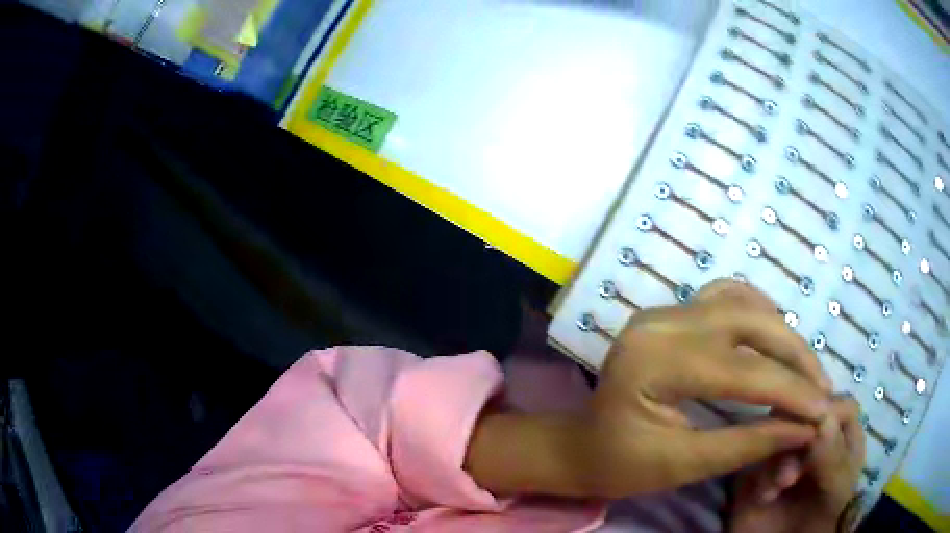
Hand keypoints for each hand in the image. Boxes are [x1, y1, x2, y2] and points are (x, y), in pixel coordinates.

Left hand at [465, 280, 831, 498]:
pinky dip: (759, 314)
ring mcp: (665, 310)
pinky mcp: (672, 313)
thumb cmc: (621, 464)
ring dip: (782, 334)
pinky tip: (776, 338)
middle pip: (750, 323)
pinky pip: (727, 297)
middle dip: (795, 356)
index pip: (743, 371)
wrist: (581, 445)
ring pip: (744, 303)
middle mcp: (661, 322)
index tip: (825, 411)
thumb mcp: (683, 465)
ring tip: (806, 371)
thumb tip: (806, 429)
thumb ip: (747, 444)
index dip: (790, 392)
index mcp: (654, 362)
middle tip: (822, 389)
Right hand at [729, 397, 864, 532]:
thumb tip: (824, 417)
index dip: (830, 411)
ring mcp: (787, 452)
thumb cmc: (819, 521)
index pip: (841, 405)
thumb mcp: (836, 493)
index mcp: (844, 439)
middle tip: (794, 470)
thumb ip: (834, 459)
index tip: (815, 430)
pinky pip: (756, 454)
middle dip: (799, 435)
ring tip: (780, 486)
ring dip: (780, 456)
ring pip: (779, 428)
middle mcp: (817, 439)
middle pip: (807, 410)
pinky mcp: (759, 470)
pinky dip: (761, 474)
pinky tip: (765, 497)